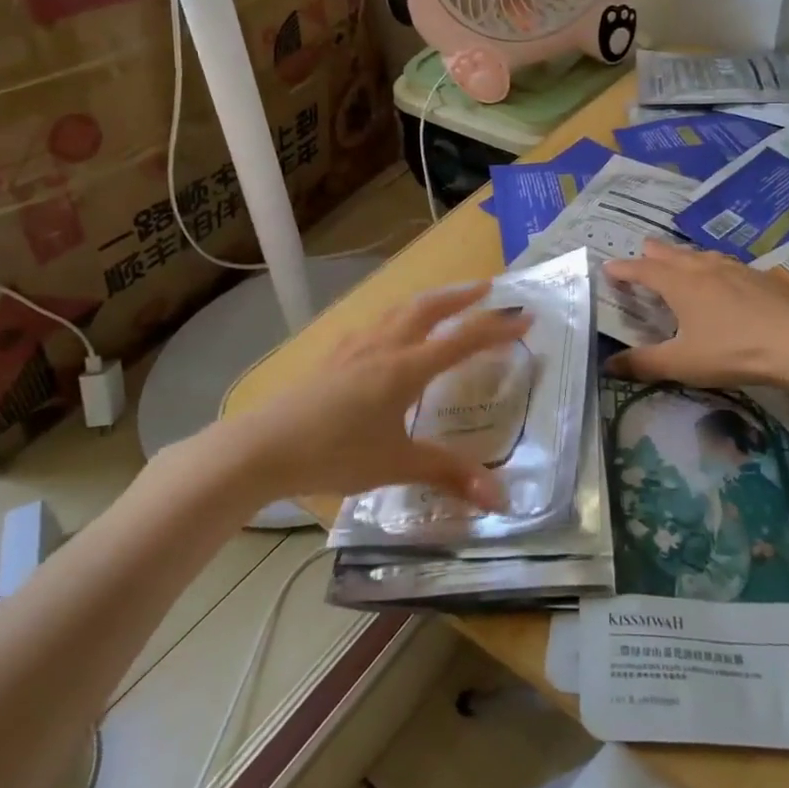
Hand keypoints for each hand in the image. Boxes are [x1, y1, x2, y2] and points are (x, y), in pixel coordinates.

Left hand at [209, 282, 531, 509]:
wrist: (262, 447)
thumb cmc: (334, 454)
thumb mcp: (395, 466)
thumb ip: (447, 475)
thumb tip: (499, 499)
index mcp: (406, 368)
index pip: (462, 341)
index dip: (497, 328)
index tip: (526, 317)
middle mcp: (384, 347)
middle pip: (429, 309)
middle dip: (461, 296)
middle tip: (487, 288)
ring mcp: (355, 347)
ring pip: (399, 311)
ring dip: (429, 301)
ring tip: (444, 302)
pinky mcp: (333, 356)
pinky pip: (375, 325)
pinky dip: (397, 318)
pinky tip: (389, 334)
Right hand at [603, 240, 788, 389]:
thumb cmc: (733, 351)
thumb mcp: (683, 363)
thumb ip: (644, 364)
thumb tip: (607, 365)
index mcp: (680, 284)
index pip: (643, 270)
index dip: (624, 269)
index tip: (608, 267)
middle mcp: (704, 268)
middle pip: (672, 254)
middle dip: (653, 253)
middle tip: (642, 250)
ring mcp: (735, 269)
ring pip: (701, 254)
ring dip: (684, 255)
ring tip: (680, 258)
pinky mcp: (761, 276)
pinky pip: (727, 263)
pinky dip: (713, 264)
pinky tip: (724, 275)